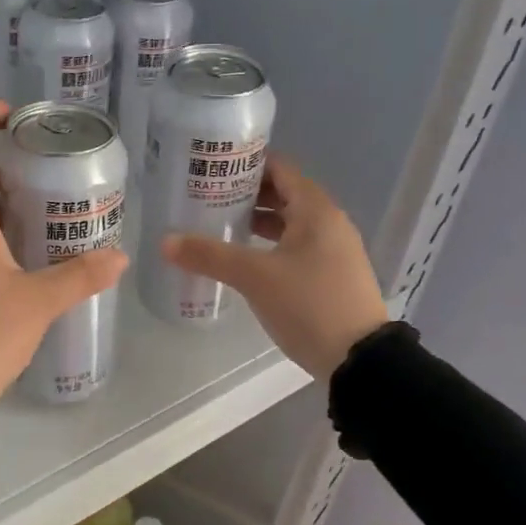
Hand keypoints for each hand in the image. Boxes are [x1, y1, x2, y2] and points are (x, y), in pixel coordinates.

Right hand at [162, 155, 387, 379]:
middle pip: (284, 193)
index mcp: (316, 210)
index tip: (212, 167)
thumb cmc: (309, 304)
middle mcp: (329, 222)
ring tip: (220, 225)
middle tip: (207, 196)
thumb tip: (165, 241)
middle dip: (246, 193)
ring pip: (290, 222)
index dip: (246, 163)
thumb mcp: (254, 277)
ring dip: (258, 220)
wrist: (360, 361)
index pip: (279, 168)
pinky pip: (296, 245)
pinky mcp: (332, 275)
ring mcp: (333, 250)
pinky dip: (270, 243)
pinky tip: (246, 259)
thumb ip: (210, 255)